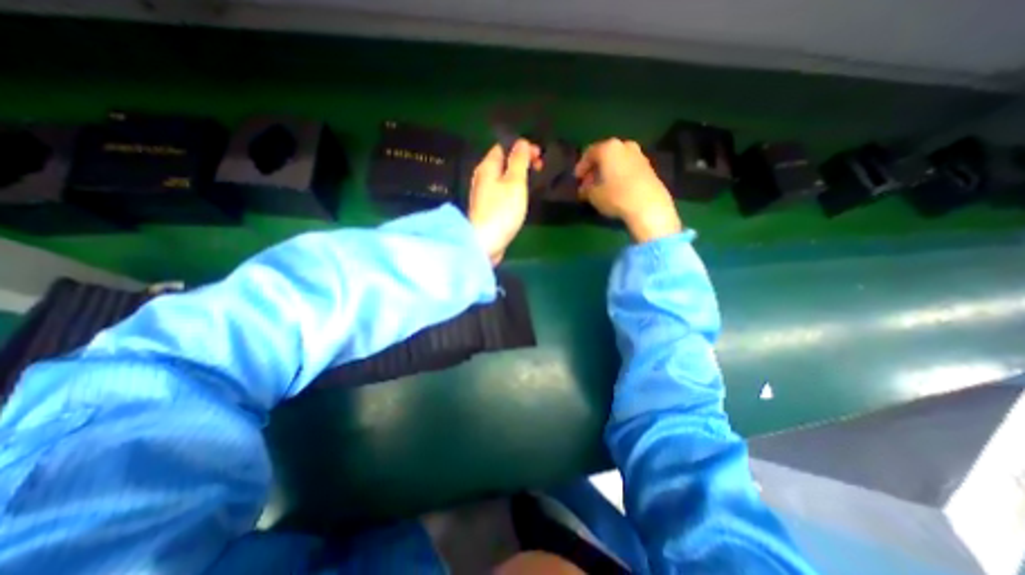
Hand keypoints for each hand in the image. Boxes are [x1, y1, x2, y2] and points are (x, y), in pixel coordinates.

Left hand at [467, 140, 537, 263]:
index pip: (503, 146)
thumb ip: (519, 161)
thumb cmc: (501, 211)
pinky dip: (513, 189)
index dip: (521, 147)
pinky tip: (522, 197)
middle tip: (540, 168)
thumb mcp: (514, 182)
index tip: (539, 155)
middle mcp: (483, 177)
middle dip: (522, 161)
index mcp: (487, 167)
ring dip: (519, 176)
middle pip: (503, 162)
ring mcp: (484, 194)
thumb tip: (521, 142)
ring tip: (535, 181)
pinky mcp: (489, 209)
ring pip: (503, 178)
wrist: (485, 242)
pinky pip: (502, 192)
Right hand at [577, 138, 677, 241]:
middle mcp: (624, 146)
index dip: (581, 167)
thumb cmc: (616, 196)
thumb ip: (585, 190)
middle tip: (588, 184)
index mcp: (608, 148)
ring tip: (602, 188)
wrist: (648, 205)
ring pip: (617, 161)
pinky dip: (619, 175)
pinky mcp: (649, 167)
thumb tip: (584, 189)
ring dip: (608, 172)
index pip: (589, 153)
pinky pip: (628, 167)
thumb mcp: (593, 195)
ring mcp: (639, 155)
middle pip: (605, 155)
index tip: (577, 180)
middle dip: (595, 169)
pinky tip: (616, 189)